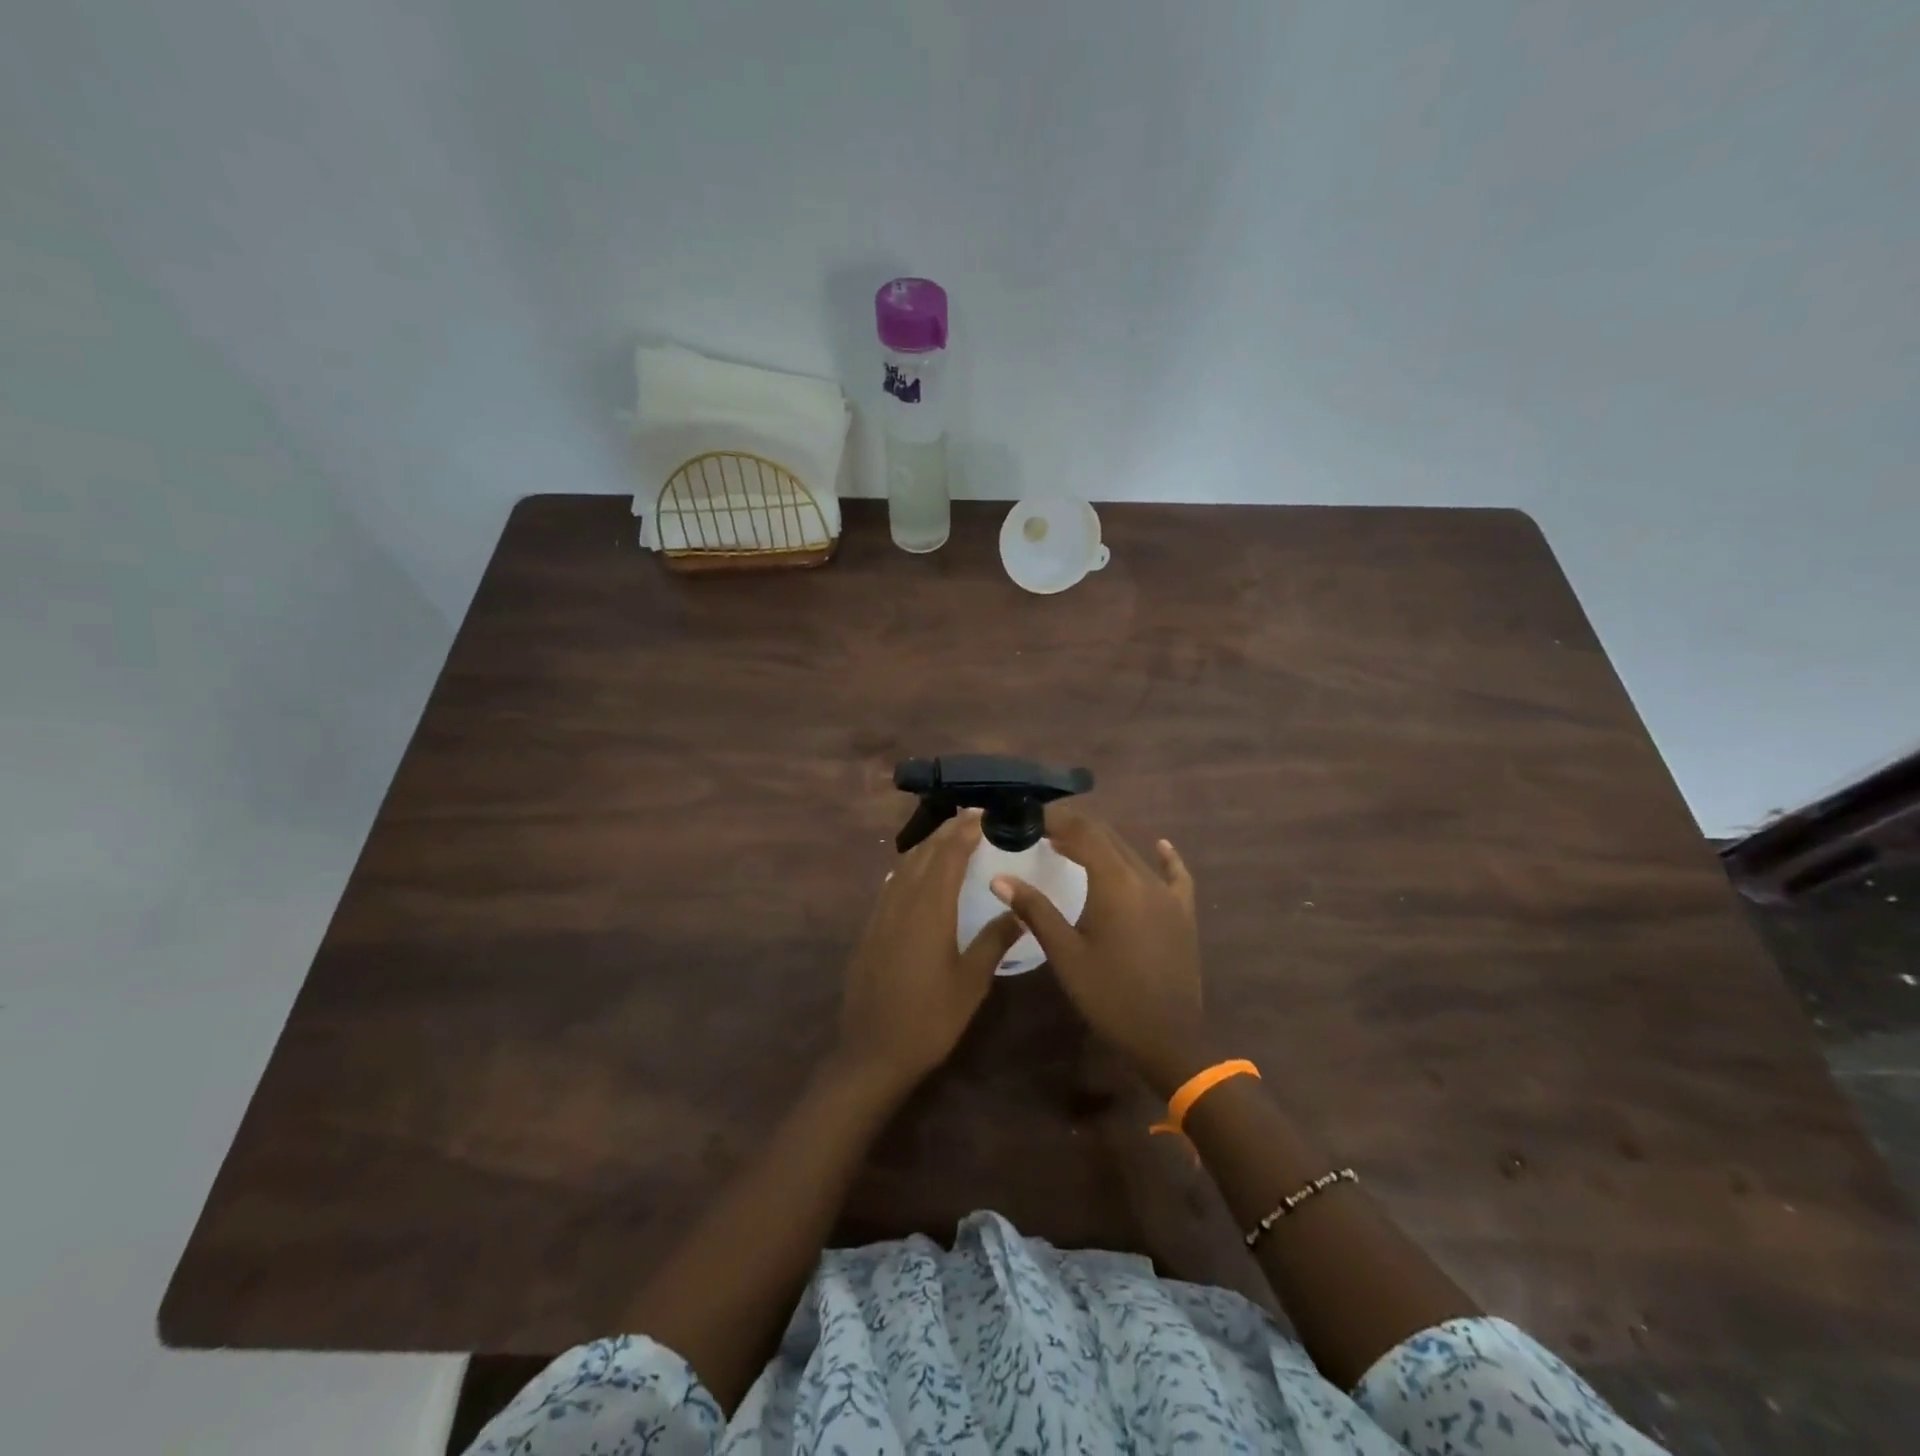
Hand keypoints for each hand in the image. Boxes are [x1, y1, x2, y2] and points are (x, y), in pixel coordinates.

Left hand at [836, 809, 1023, 1094]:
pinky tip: (916, 873)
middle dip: (947, 832)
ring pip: (904, 866)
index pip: (948, 856)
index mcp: (930, 909)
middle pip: (924, 854)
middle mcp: (902, 901)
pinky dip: (908, 867)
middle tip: (970, 818)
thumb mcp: (971, 982)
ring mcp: (881, 914)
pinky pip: (891, 884)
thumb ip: (994, 940)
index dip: (964, 832)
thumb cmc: (930, 1019)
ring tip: (948, 837)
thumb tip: (1019, 909)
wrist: (872, 1051)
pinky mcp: (870, 928)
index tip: (982, 814)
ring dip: (927, 846)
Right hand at [991, 808, 1209, 1094]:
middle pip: (1107, 837)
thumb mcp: (1065, 954)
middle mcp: (1144, 877)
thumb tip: (999, 878)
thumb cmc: (1109, 995)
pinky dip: (1163, 857)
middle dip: (1073, 829)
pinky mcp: (1182, 912)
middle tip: (1040, 832)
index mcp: (1114, 882)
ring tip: (1068, 846)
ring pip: (1132, 853)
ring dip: (1101, 844)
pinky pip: (1175, 874)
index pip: (1083, 832)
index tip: (1029, 817)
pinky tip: (1160, 845)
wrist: (1167, 1037)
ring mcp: (1168, 894)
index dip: (1056, 819)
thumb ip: (1034, 909)